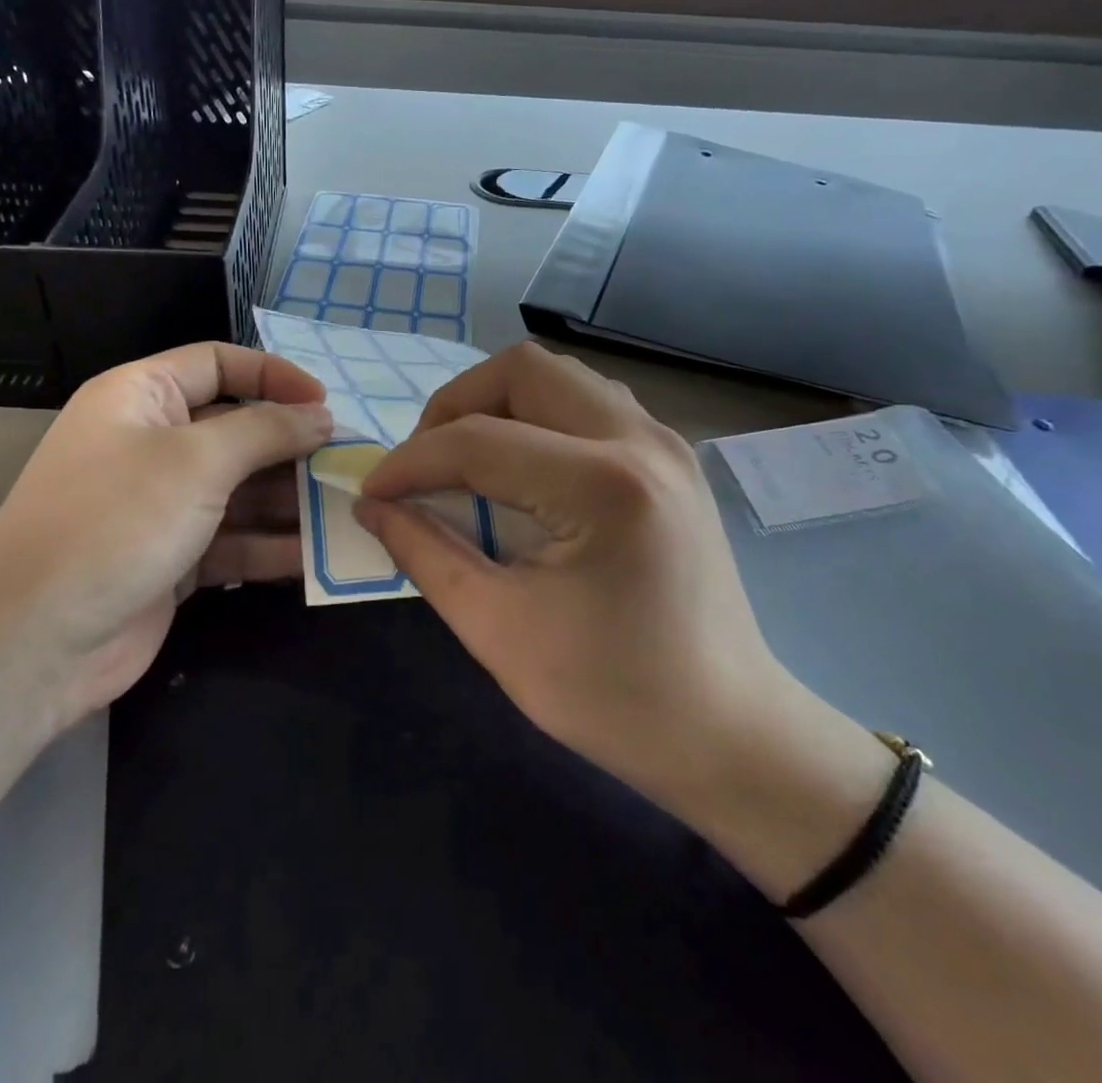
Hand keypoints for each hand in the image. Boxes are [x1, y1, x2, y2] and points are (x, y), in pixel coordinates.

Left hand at [0, 343, 331, 728]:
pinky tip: (314, 557)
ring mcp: (161, 505)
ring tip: (343, 510)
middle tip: (347, 464)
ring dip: (288, 500)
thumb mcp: (197, 461)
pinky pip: (232, 540)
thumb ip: (266, 431)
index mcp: (141, 396)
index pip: (218, 364)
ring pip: (239, 489)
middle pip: (236, 429)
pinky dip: (269, 546)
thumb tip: (320, 415)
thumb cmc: (116, 521)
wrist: (35, 641)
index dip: (273, 376)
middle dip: (290, 446)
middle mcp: (150, 442)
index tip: (325, 404)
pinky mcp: (172, 558)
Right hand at [355, 342, 796, 811]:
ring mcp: (664, 442)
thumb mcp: (498, 631)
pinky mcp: (671, 457)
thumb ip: (425, 554)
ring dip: (498, 403)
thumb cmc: (613, 696)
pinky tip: (522, 468)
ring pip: (557, 375)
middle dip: (455, 406)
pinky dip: (538, 415)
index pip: (476, 442)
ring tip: (468, 460)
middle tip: (427, 465)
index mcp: (602, 487)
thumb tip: (372, 505)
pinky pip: (588, 400)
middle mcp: (640, 441)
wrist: (729, 732)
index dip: (409, 463)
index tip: (373, 494)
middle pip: (521, 369)